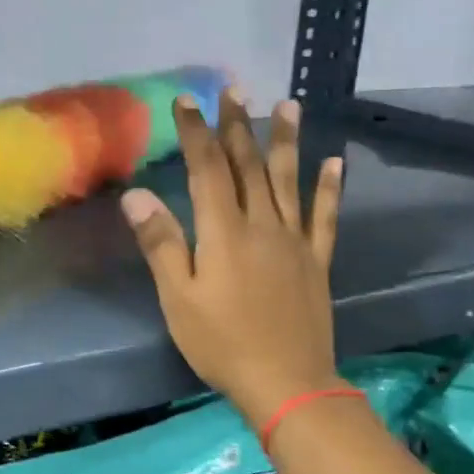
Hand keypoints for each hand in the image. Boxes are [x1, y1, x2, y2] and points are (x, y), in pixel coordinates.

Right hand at [121, 91, 343, 425]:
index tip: (187, 101)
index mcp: (225, 233)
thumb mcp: (179, 298)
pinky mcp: (317, 260)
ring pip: (288, 181)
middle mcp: (262, 225)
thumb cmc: (222, 343)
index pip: (208, 170)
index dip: (196, 133)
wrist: (288, 384)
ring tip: (289, 104)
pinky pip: (325, 217)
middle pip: (248, 166)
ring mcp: (295, 241)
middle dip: (238, 125)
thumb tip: (137, 195)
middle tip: (235, 89)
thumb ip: (161, 244)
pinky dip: (330, 188)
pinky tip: (336, 162)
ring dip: (286, 141)